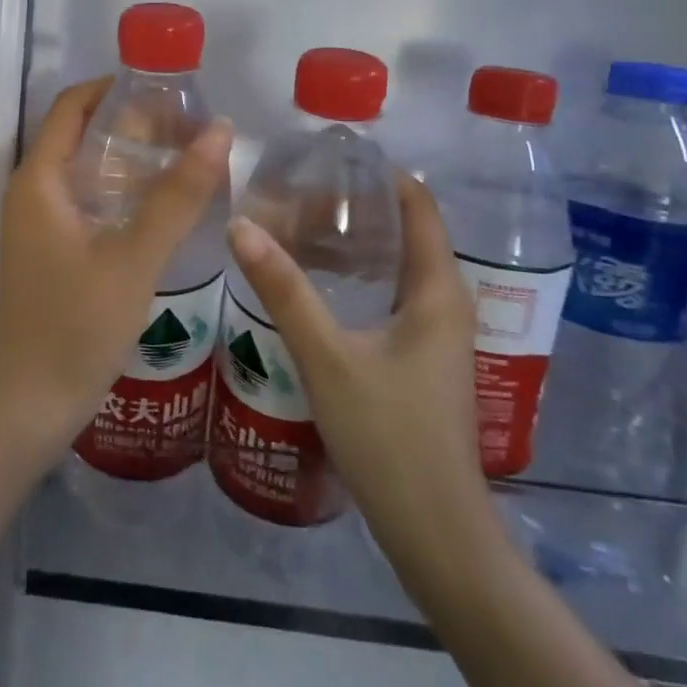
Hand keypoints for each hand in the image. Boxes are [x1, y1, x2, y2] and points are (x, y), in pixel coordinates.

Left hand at [0, 76, 231, 470]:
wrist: (33, 403)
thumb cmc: (77, 325)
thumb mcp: (134, 257)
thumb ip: (177, 195)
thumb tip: (220, 130)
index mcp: (38, 180)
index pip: (71, 106)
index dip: (113, 86)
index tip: (165, 84)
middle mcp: (31, 193)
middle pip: (79, 134)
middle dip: (130, 122)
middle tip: (188, 122)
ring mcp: (38, 225)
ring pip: (85, 171)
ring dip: (128, 158)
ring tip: (184, 156)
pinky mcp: (50, 251)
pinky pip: (86, 202)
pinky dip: (121, 191)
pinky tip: (162, 205)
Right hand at [227, 174, 502, 594]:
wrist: (433, 530)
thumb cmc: (388, 435)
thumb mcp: (326, 356)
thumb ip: (283, 289)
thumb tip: (241, 225)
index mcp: (438, 292)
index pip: (421, 208)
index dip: (383, 175)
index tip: (331, 157)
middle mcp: (446, 304)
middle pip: (408, 233)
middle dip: (359, 206)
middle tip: (300, 190)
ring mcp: (436, 336)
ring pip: (398, 267)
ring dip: (357, 242)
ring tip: (300, 224)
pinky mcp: (421, 360)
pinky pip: (392, 296)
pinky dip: (359, 275)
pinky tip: (318, 282)